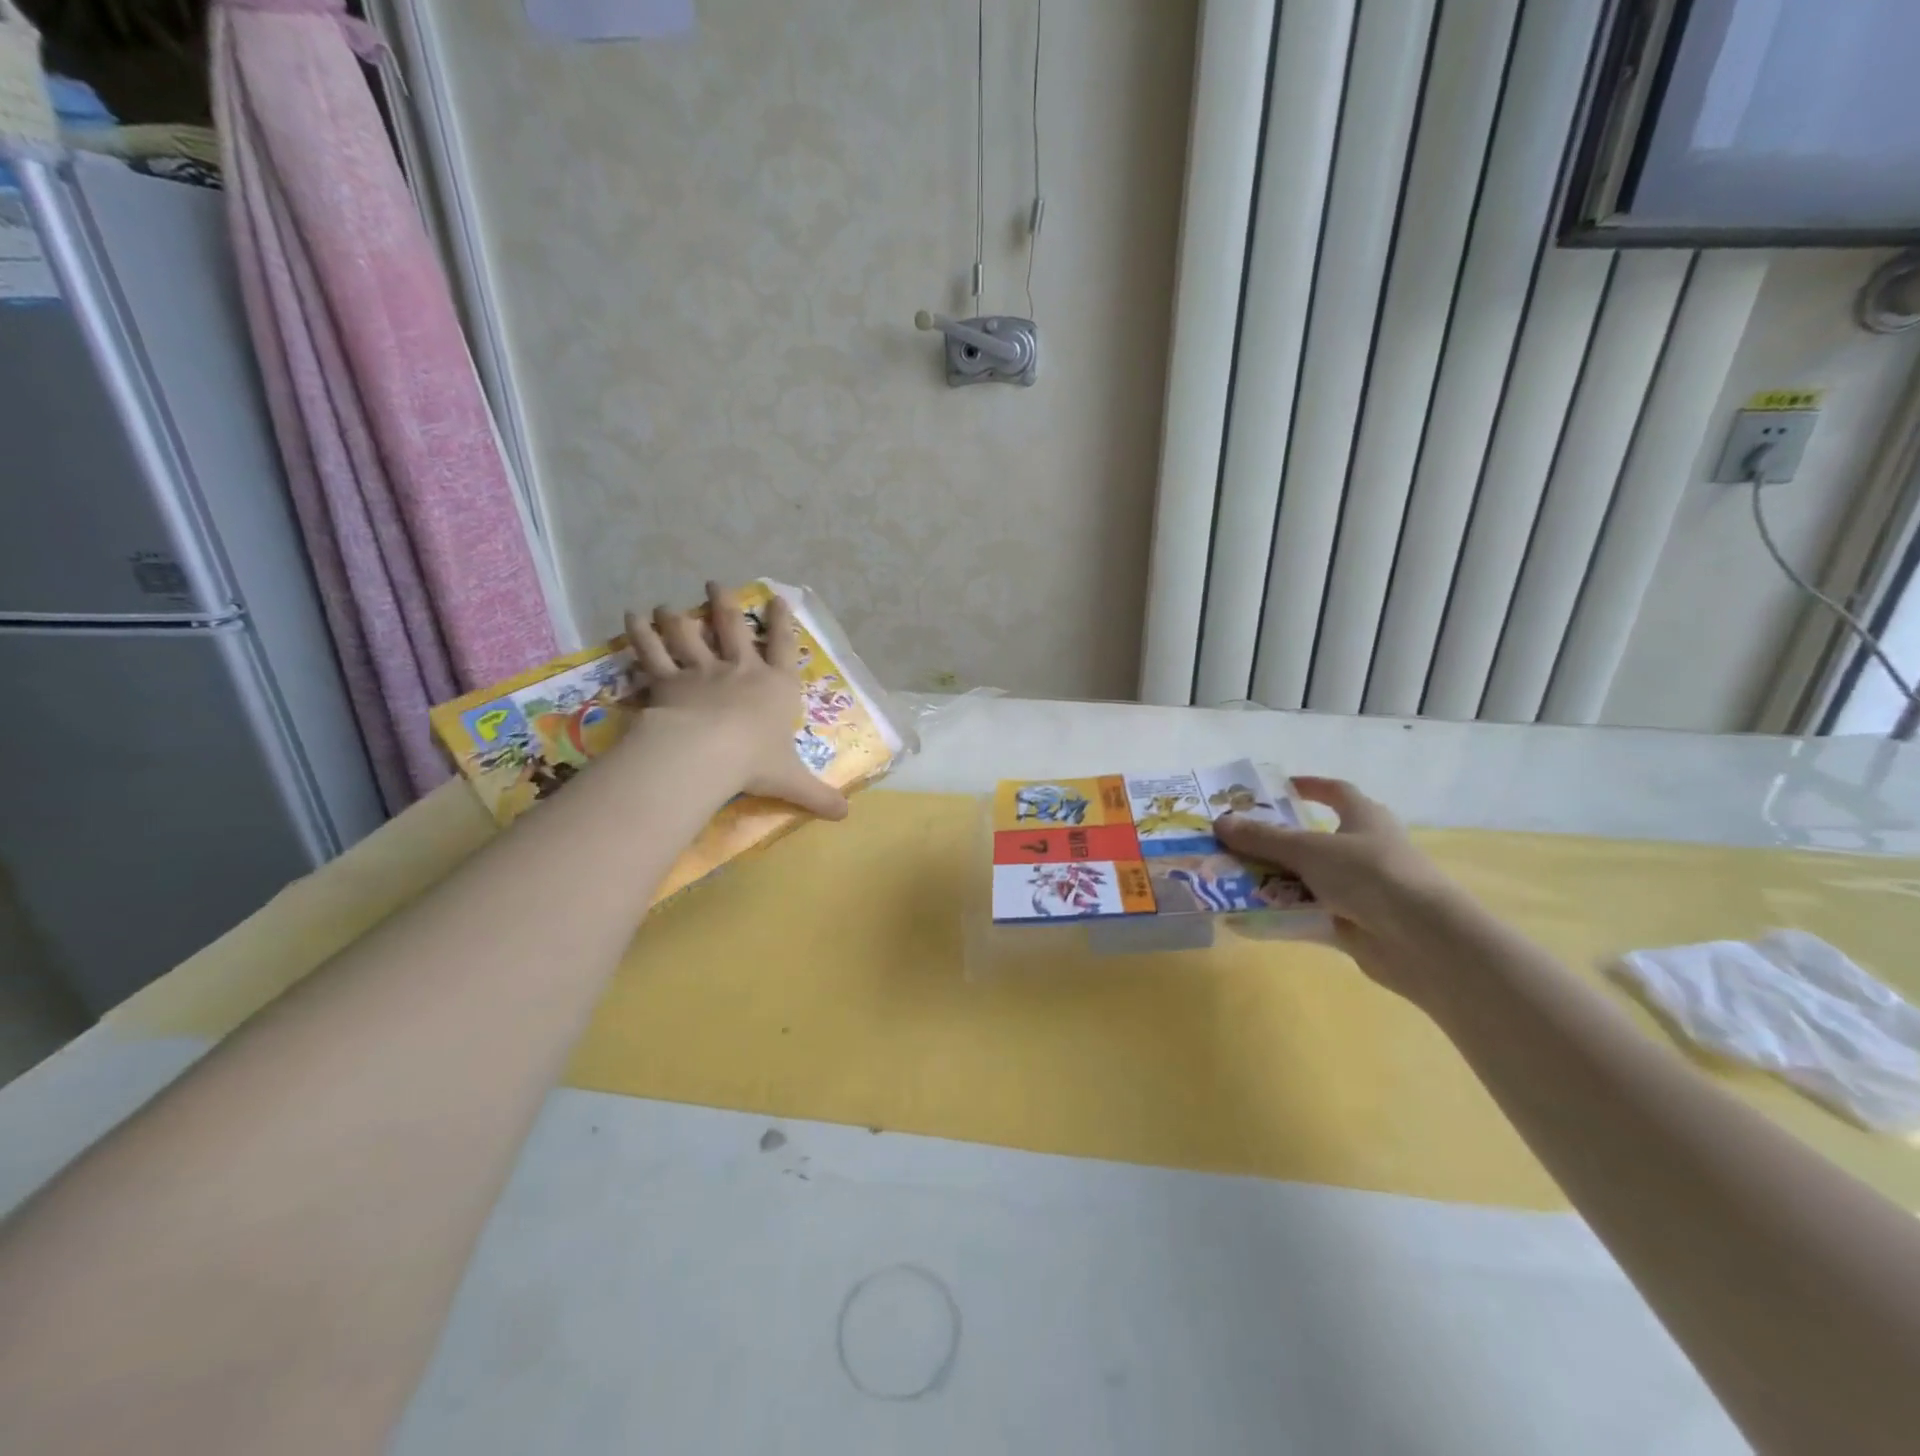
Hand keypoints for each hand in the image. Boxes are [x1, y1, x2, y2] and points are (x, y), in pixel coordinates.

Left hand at [622, 583, 848, 821]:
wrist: (708, 751)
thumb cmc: (755, 761)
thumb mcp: (792, 780)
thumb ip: (818, 795)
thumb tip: (846, 816)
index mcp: (775, 687)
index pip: (783, 647)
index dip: (782, 622)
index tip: (777, 599)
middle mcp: (740, 670)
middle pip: (731, 628)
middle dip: (724, 604)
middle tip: (715, 585)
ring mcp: (701, 671)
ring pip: (687, 633)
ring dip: (677, 616)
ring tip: (667, 605)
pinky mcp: (667, 680)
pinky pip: (651, 651)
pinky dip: (640, 632)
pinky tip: (632, 616)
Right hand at [1214, 778, 1474, 1007]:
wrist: (1422, 940)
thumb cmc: (1369, 874)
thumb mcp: (1308, 851)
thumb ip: (1263, 839)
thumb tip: (1220, 823)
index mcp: (1364, 818)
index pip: (1336, 792)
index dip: (1310, 787)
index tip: (1278, 788)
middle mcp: (1365, 849)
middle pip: (1314, 840)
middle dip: (1276, 841)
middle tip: (1236, 841)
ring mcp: (1362, 889)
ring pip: (1309, 879)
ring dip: (1275, 880)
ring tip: (1232, 878)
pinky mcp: (1355, 924)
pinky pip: (1310, 915)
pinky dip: (1284, 914)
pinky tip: (1249, 916)